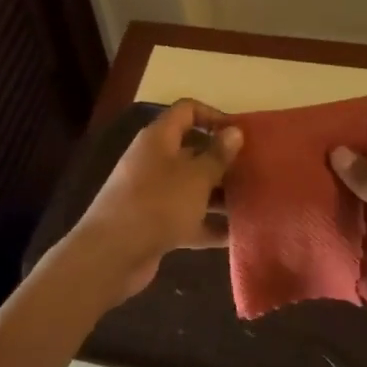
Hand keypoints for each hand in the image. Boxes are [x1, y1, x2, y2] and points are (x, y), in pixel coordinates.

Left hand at [71, 99, 242, 298]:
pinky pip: (187, 218)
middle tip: (254, 171)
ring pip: (192, 187)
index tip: (240, 135)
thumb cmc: (158, 204)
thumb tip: (234, 132)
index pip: (187, 111)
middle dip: (223, 161)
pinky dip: (208, 225)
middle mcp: (154, 161)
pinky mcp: (154, 224)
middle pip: (193, 151)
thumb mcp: (196, 176)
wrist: (112, 254)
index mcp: (159, 138)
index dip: (214, 116)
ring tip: (252, 203)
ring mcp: (153, 194)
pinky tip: (236, 235)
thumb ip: (218, 155)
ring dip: (219, 195)